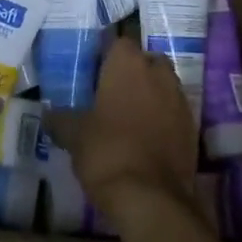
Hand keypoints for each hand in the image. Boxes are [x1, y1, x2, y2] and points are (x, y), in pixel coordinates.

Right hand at [55, 36, 198, 219]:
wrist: (150, 198)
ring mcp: (180, 101)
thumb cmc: (106, 151)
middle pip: (147, 60)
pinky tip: (146, 139)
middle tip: (112, 92)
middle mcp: (158, 74)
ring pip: (164, 86)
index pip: (119, 42)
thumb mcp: (74, 135)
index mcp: (128, 64)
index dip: (107, 55)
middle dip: (134, 71)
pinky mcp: (193, 129)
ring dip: (151, 95)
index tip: (94, 71)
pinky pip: (175, 113)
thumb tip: (47, 114)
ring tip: (129, 116)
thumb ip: (61, 119)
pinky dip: (164, 119)